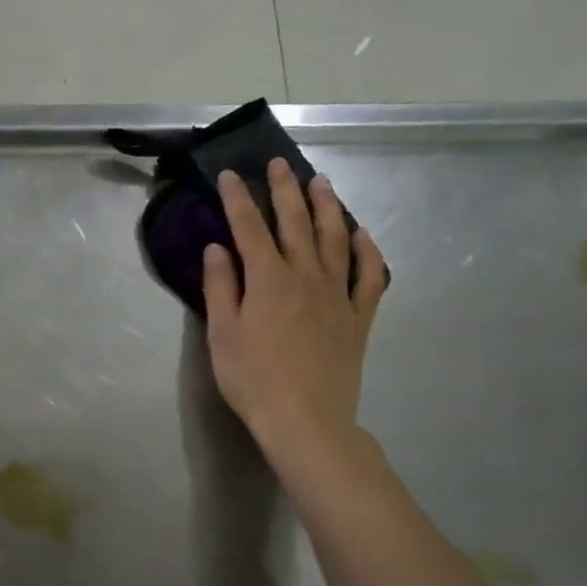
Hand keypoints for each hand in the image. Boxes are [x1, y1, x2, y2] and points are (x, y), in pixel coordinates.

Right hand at [203, 160, 387, 497]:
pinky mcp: (359, 317)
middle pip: (295, 223)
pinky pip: (369, 276)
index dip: (237, 198)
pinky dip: (367, 251)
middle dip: (285, 190)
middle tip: (279, 164)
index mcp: (268, 279)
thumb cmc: (253, 380)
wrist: (307, 421)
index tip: (229, 174)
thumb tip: (217, 248)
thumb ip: (220, 286)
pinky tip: (361, 235)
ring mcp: (338, 295)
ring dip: (328, 207)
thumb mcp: (222, 334)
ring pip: (335, 239)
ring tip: (321, 183)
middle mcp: (305, 276)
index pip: (249, 227)